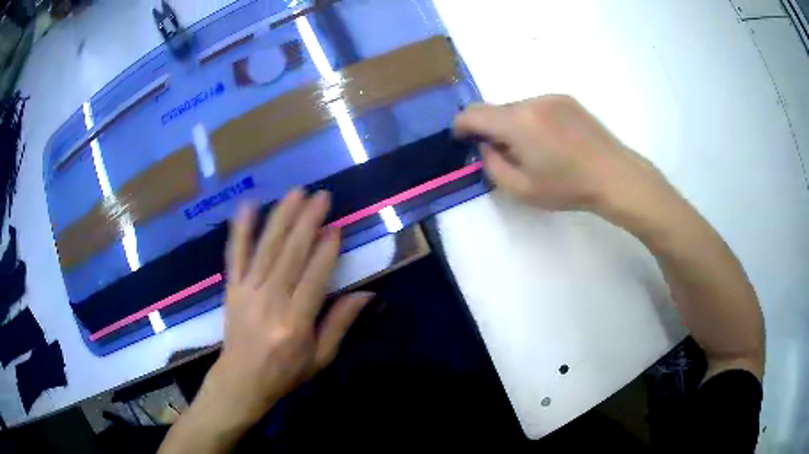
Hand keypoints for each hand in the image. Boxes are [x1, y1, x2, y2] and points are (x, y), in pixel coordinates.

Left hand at [194, 190, 372, 431]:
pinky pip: (235, 254)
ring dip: (282, 218)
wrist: (241, 380)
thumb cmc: (285, 373)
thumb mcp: (321, 357)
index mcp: (295, 322)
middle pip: (291, 255)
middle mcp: (271, 301)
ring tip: (296, 193)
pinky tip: (249, 205)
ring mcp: (248, 292)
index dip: (327, 251)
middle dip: (308, 222)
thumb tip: (366, 294)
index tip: (338, 227)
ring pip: (267, 248)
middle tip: (321, 196)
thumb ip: (340, 323)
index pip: (315, 278)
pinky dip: (241, 229)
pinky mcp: (232, 288)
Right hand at [454, 95, 663, 212]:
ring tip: (534, 150)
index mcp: (518, 122)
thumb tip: (485, 146)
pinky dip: (532, 120)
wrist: (615, 176)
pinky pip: (537, 106)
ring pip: (517, 107)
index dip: (460, 126)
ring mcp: (551, 97)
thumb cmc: (569, 187)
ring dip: (513, 124)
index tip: (462, 140)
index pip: (473, 113)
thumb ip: (492, 166)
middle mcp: (532, 101)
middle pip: (496, 110)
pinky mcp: (566, 99)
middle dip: (491, 129)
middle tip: (504, 154)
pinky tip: (551, 141)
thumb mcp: (522, 189)